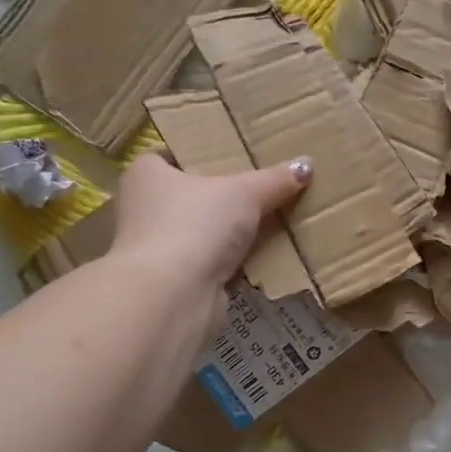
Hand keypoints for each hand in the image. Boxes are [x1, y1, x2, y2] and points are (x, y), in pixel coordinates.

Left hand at [108, 151, 309, 302]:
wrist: (171, 297)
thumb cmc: (195, 224)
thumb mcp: (244, 193)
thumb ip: (274, 180)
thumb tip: (306, 165)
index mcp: (146, 175)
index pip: (171, 156)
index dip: (201, 154)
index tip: (234, 155)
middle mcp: (144, 209)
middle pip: (191, 195)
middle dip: (224, 196)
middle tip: (264, 186)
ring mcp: (157, 249)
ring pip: (203, 232)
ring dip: (231, 232)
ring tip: (273, 219)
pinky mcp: (175, 281)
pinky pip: (212, 262)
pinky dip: (234, 261)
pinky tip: (264, 255)